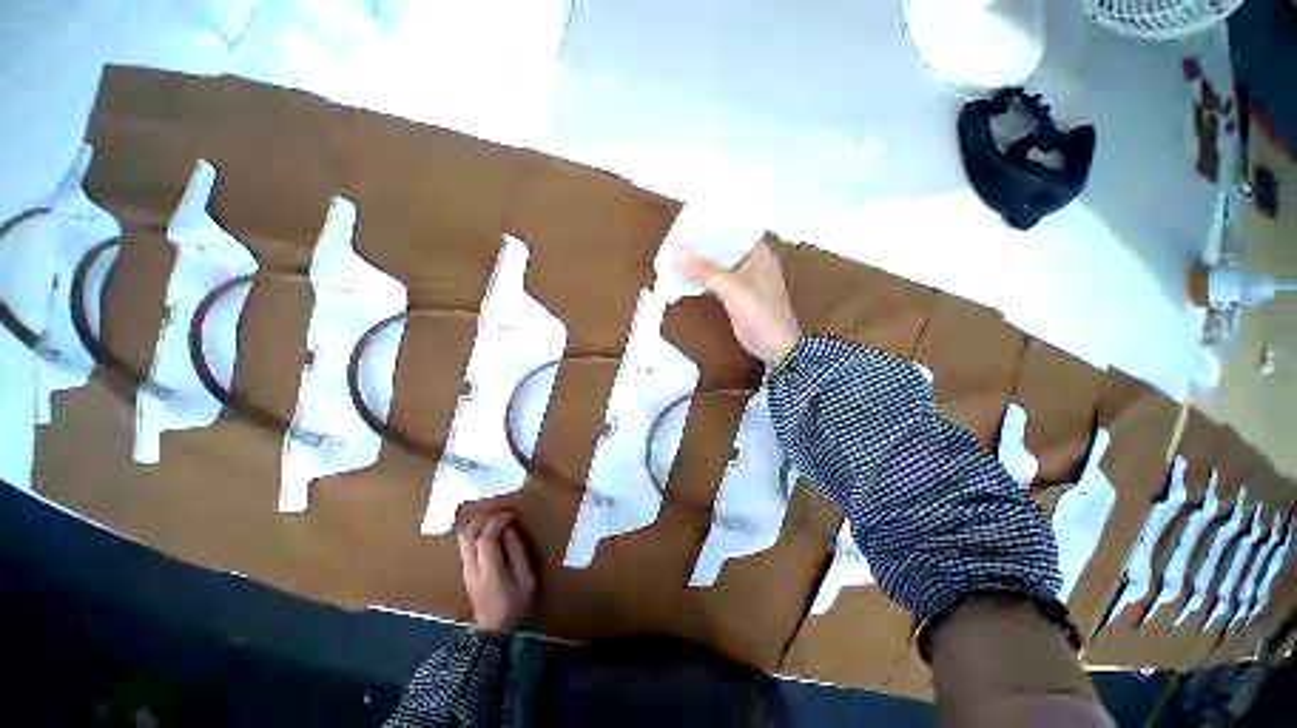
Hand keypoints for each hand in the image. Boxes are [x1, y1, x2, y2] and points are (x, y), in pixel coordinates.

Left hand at [456, 512, 534, 634]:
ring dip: (477, 525)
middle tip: (499, 514)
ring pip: (463, 539)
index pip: (485, 538)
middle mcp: (472, 568)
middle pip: (467, 535)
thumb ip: (517, 552)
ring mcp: (465, 570)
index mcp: (489, 570)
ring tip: (495, 521)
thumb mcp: (525, 578)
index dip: (497, 521)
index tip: (509, 514)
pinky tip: (489, 533)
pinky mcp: (465, 571)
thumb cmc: (514, 604)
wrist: (493, 630)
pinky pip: (466, 546)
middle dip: (482, 519)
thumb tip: (509, 531)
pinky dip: (476, 533)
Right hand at [673, 241, 799, 367]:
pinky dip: (700, 279)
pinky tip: (683, 278)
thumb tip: (676, 255)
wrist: (774, 346)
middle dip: (698, 248)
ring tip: (672, 259)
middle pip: (720, 248)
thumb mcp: (732, 289)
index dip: (705, 229)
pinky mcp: (735, 293)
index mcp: (758, 250)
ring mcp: (743, 277)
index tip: (681, 227)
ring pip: (716, 264)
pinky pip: (714, 279)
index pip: (728, 231)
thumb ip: (704, 271)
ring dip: (697, 264)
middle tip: (672, 245)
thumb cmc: (760, 312)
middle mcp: (751, 259)